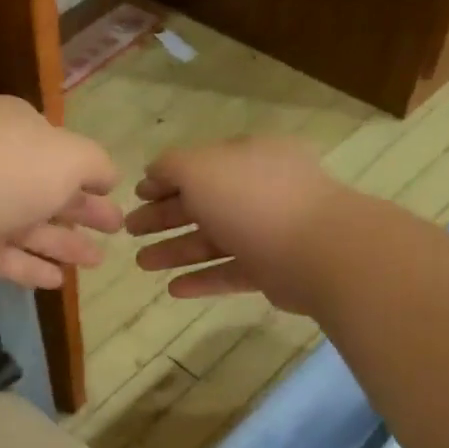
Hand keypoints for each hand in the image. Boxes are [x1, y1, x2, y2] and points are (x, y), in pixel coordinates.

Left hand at [0, 96, 122, 289]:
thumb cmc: (11, 169)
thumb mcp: (70, 156)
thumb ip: (96, 164)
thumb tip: (108, 176)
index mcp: (16, 129)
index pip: (58, 149)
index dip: (87, 172)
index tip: (112, 193)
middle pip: (47, 190)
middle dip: (83, 211)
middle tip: (115, 229)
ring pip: (29, 227)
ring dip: (64, 244)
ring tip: (97, 262)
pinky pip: (5, 257)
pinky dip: (32, 267)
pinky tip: (59, 282)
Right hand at [125, 137, 343, 312]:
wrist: (318, 251)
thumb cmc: (253, 200)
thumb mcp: (201, 169)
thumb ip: (171, 167)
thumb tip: (153, 172)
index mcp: (248, 158)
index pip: (200, 165)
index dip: (165, 180)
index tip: (136, 196)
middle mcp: (259, 190)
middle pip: (203, 203)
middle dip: (164, 216)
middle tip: (130, 231)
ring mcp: (268, 231)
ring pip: (213, 240)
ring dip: (175, 250)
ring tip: (142, 264)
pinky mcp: (272, 268)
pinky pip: (230, 272)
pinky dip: (202, 279)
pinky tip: (173, 289)